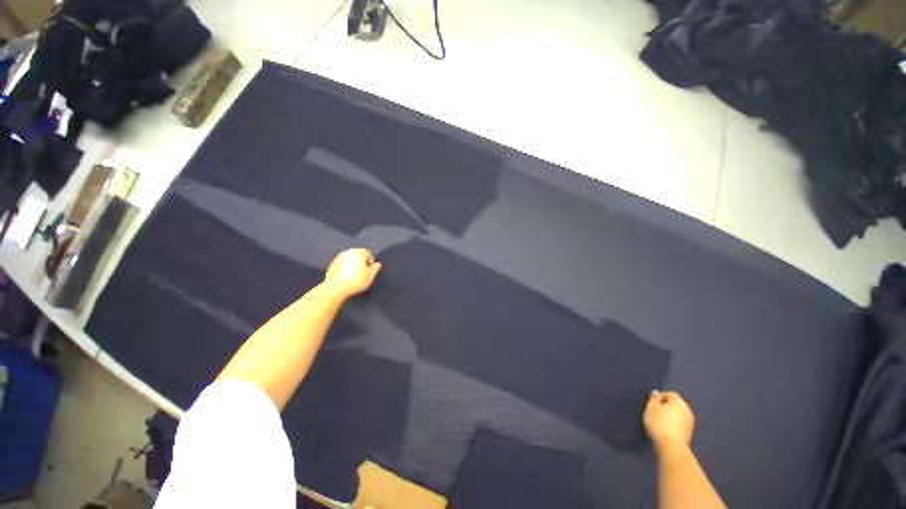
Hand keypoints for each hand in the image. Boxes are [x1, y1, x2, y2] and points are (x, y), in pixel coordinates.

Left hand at [323, 248, 381, 297]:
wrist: (336, 288)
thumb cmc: (356, 281)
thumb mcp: (370, 275)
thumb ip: (375, 268)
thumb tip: (377, 264)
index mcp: (358, 253)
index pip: (368, 253)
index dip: (371, 261)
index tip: (370, 270)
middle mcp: (348, 253)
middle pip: (358, 255)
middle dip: (361, 261)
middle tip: (363, 272)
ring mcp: (338, 258)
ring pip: (349, 259)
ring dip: (353, 264)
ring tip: (354, 275)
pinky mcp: (332, 265)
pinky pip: (342, 264)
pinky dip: (345, 268)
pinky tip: (346, 276)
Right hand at [644, 390, 694, 451]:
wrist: (672, 446)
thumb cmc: (659, 423)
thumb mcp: (651, 407)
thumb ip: (654, 399)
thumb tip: (656, 392)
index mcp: (679, 402)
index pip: (670, 394)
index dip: (661, 396)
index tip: (652, 403)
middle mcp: (687, 410)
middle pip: (676, 404)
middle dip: (666, 406)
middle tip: (655, 411)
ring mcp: (690, 422)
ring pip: (678, 414)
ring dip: (671, 416)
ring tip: (659, 421)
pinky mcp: (689, 433)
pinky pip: (680, 424)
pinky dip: (674, 424)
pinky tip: (665, 429)